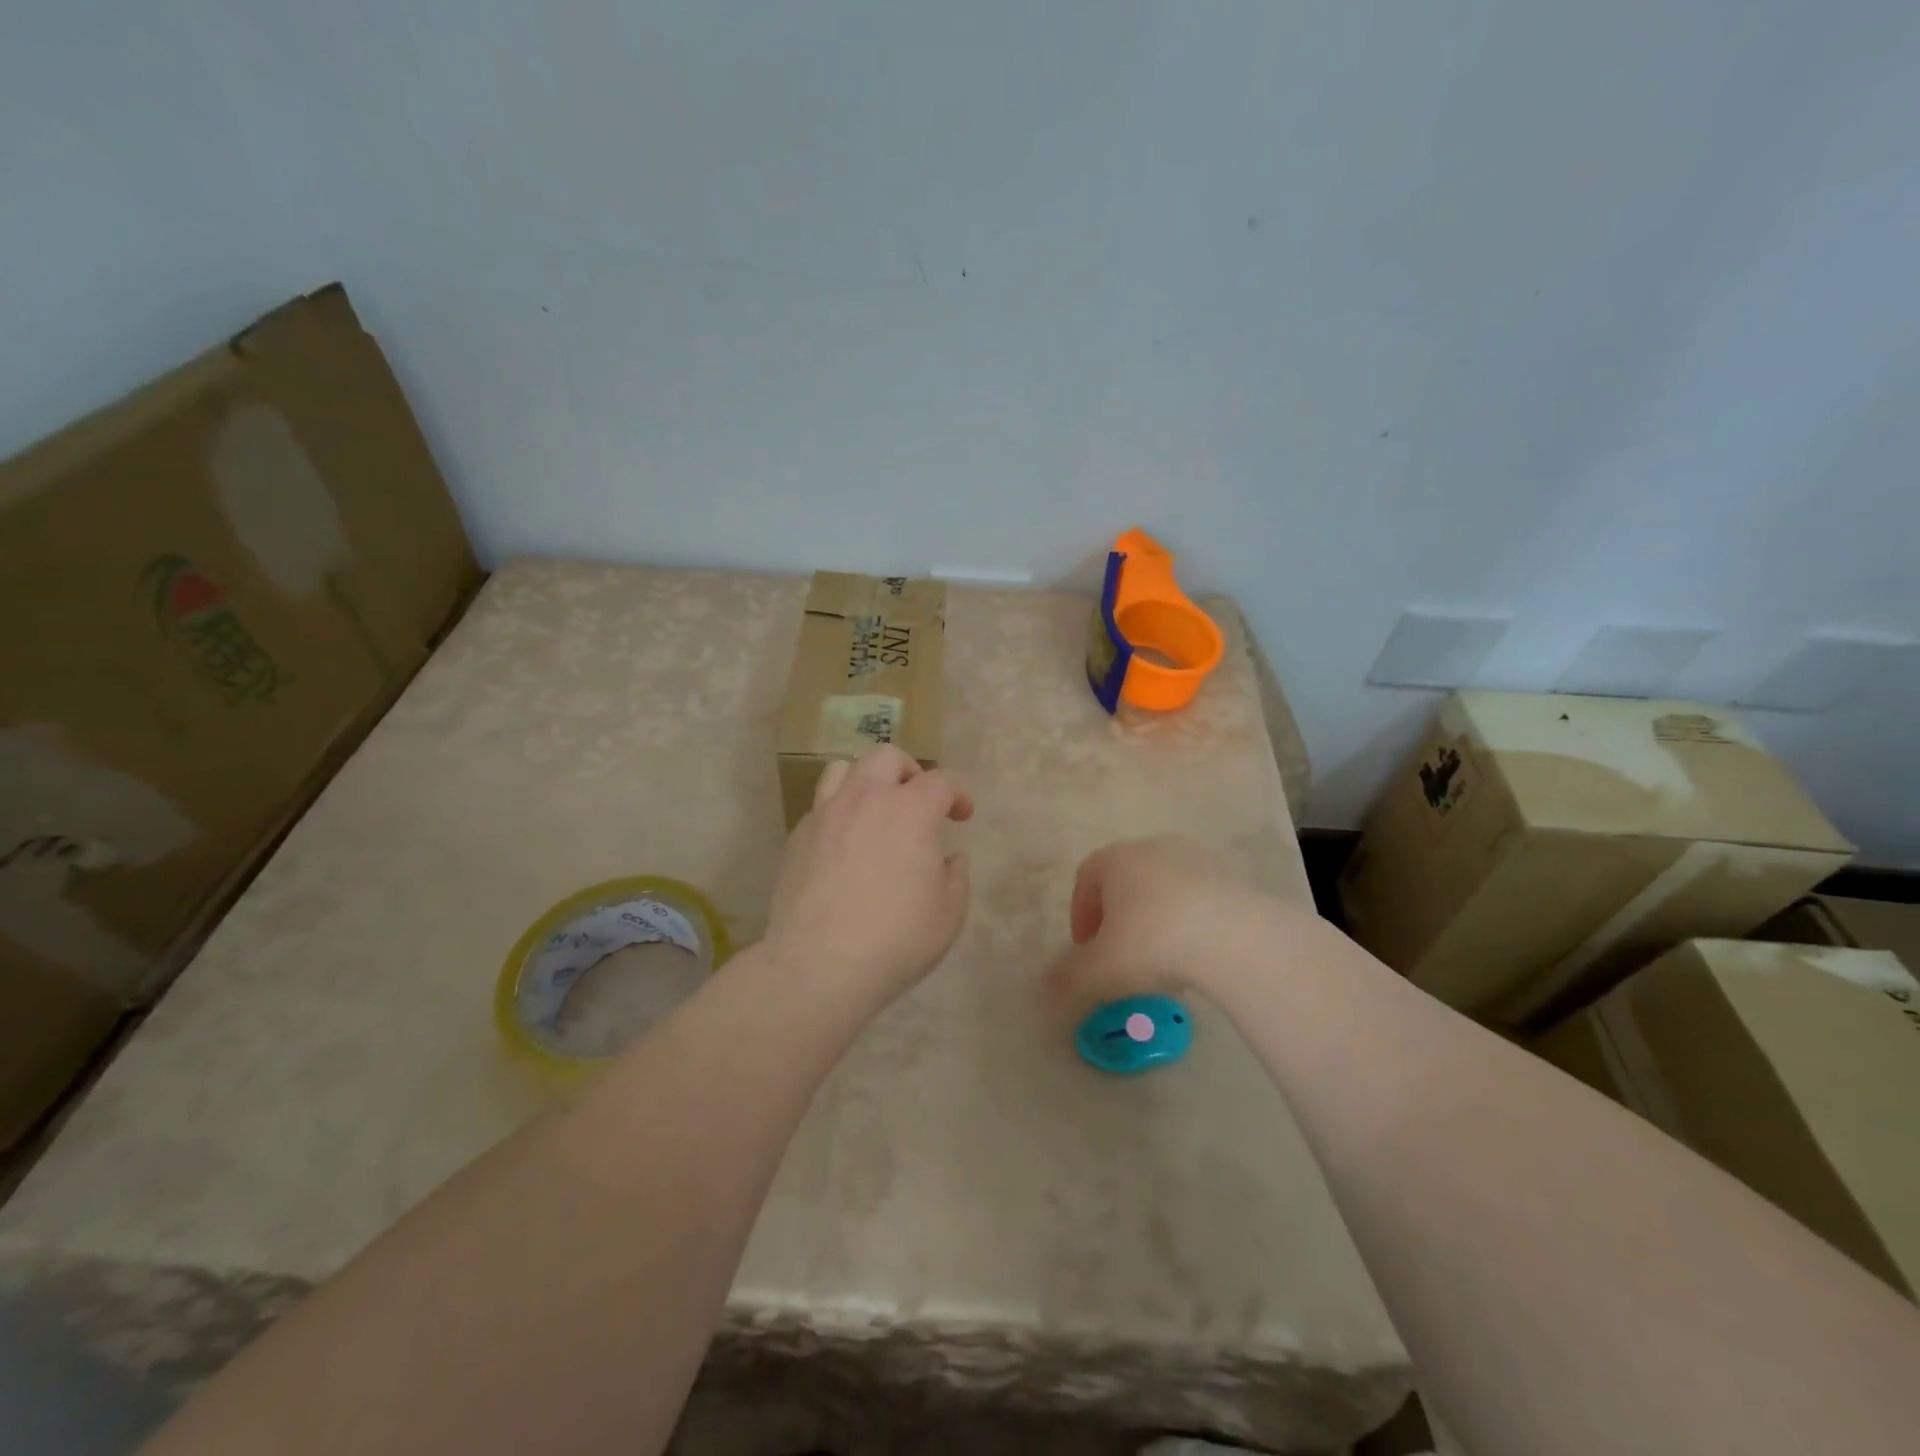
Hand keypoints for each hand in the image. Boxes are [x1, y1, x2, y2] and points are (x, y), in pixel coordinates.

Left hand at [765, 745, 972, 1011]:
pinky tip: (844, 843)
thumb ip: (956, 876)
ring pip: (844, 769)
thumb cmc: (896, 939)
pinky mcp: (797, 836)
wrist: (818, 965)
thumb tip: (948, 858)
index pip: (941, 781)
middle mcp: (866, 799)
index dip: (958, 794)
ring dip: (867, 781)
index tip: (962, 815)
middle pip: (887, 758)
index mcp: (911, 810)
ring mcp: (825, 814)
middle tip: (918, 801)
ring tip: (875, 809)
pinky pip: (821, 805)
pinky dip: (839, 811)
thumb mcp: (949, 914)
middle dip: (910, 772)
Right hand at [1048, 835, 1293, 1011]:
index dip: (1081, 915)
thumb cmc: (1153, 943)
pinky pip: (1198, 900)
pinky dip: (1189, 924)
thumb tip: (1046, 987)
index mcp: (1116, 859)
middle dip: (1118, 919)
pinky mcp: (1231, 877)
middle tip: (1121, 958)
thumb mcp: (1100, 970)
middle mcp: (1153, 848)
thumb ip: (1068, 978)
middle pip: (1125, 882)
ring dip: (1155, 922)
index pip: (1086, 878)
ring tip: (1163, 964)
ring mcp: (1196, 859)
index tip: (1086, 950)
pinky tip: (1197, 957)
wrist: (1235, 938)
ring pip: (1163, 890)